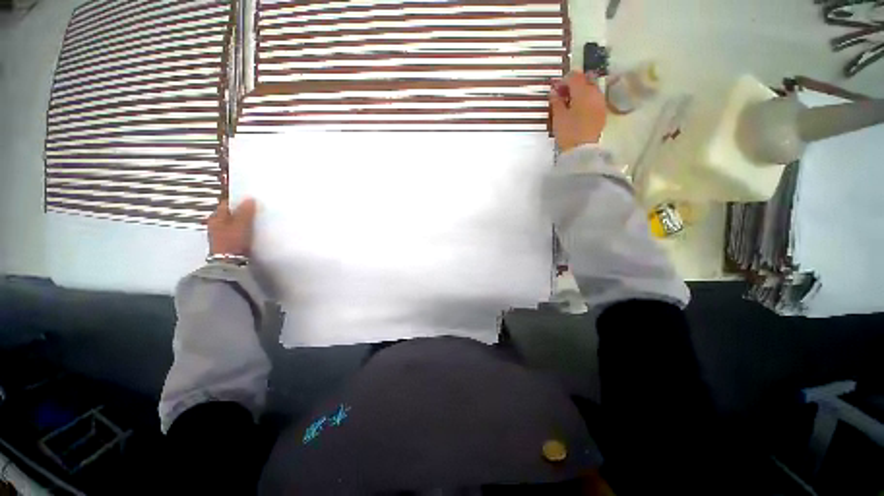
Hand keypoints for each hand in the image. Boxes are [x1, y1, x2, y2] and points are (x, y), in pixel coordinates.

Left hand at [207, 198, 256, 255]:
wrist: (229, 263)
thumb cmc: (232, 241)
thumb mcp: (241, 224)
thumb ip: (245, 211)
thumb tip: (249, 198)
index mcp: (216, 217)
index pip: (227, 203)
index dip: (238, 200)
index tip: (250, 198)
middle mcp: (216, 224)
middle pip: (230, 213)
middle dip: (241, 210)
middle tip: (255, 208)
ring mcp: (221, 234)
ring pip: (233, 222)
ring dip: (243, 220)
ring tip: (255, 219)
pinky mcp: (228, 242)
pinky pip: (237, 231)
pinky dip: (243, 229)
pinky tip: (251, 231)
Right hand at [549, 70, 606, 151]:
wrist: (582, 150)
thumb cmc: (568, 132)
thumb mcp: (558, 117)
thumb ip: (556, 101)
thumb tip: (554, 92)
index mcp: (583, 91)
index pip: (574, 76)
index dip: (563, 80)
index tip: (555, 89)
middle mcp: (595, 92)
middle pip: (585, 80)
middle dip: (573, 85)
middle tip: (561, 96)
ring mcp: (601, 102)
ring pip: (591, 89)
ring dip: (580, 93)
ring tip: (569, 104)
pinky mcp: (602, 112)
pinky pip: (594, 99)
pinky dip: (586, 100)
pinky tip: (577, 110)